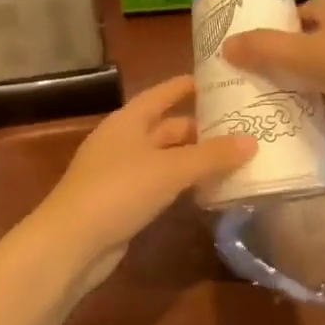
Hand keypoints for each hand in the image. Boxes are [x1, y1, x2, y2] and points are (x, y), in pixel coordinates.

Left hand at [27, 76, 255, 296]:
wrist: (72, 243)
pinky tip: (208, 190)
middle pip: (167, 127)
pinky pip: (161, 183)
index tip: (220, 81)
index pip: (162, 93)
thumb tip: (252, 140)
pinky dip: (183, 183)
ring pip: (166, 158)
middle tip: (241, 127)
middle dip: (201, 128)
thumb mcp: (170, 169)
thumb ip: (211, 156)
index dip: (187, 86)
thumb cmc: (119, 191)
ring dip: (195, 159)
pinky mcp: (124, 201)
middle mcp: (124, 140)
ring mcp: (122, 172)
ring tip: (235, 158)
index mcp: (129, 120)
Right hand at [221, 0, 324, 110]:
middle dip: (291, 64)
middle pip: (313, 43)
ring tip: (287, 110)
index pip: (296, 14)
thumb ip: (263, 50)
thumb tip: (225, 45)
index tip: (253, 55)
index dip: (274, 31)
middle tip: (264, 86)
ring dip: (314, 89)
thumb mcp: (301, 54)